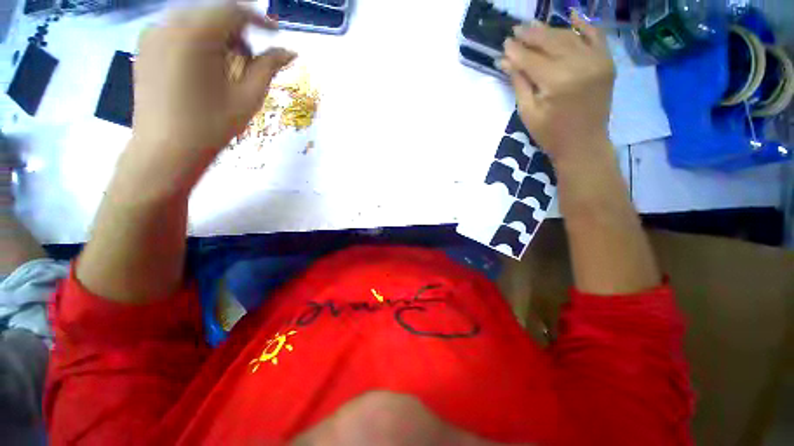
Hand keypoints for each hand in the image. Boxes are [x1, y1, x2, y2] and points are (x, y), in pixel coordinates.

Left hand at [131, 3, 295, 168]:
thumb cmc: (212, 126)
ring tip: (229, 64)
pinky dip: (198, 39)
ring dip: (218, 33)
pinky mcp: (145, 47)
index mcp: (194, 33)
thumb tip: (289, 52)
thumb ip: (268, 67)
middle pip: (212, 10)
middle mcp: (168, 23)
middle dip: (237, 28)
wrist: (166, 150)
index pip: (232, 9)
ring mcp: (152, 34)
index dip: (258, 18)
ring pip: (194, 18)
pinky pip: (177, 29)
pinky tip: (206, 66)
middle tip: (251, 55)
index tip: (275, 32)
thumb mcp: (248, 97)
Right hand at [500, 13, 614, 165]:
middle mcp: (579, 65)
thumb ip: (519, 83)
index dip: (516, 50)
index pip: (531, 59)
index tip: (505, 43)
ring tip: (533, 28)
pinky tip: (571, 15)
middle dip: (531, 35)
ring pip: (569, 36)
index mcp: (557, 82)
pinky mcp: (606, 62)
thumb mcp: (528, 112)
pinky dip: (584, 24)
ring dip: (549, 30)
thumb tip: (506, 60)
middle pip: (550, 41)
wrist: (584, 144)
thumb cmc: (550, 134)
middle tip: (516, 30)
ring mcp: (597, 60)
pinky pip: (596, 35)